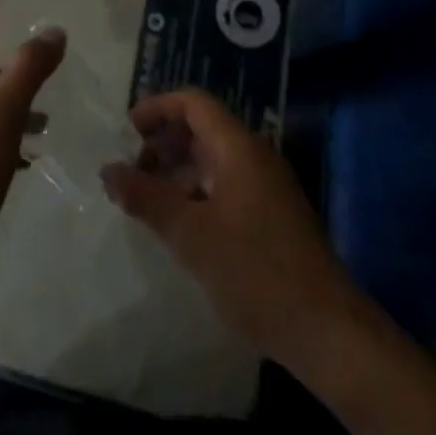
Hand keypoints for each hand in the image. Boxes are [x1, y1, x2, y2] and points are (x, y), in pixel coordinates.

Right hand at [99, 87, 355, 366]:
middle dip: (164, 142)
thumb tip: (107, 171)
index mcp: (238, 146)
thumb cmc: (255, 272)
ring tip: (148, 199)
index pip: (193, 102)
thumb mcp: (191, 235)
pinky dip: (197, 191)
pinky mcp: (272, 215)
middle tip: (132, 170)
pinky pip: (226, 184)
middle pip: (202, 128)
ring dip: (178, 170)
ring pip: (213, 159)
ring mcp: (267, 186)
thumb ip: (146, 198)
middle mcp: (254, 155)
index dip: (157, 108)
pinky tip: (181, 224)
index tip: (127, 130)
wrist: (328, 331)